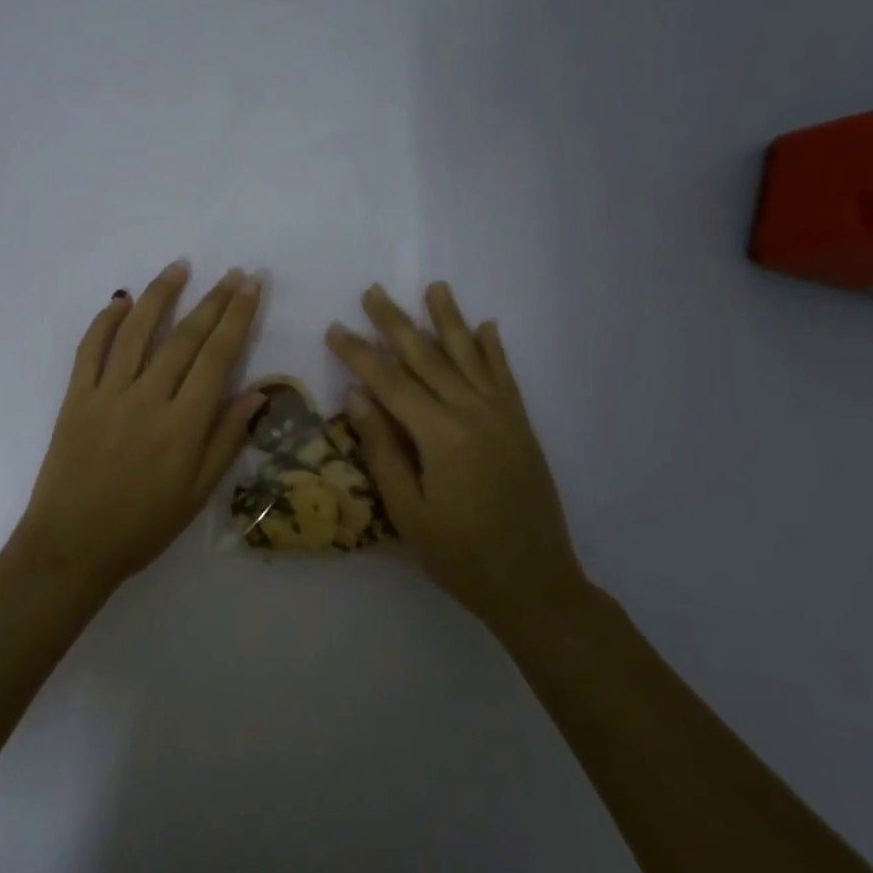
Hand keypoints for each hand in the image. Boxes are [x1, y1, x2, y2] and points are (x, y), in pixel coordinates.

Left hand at [15, 260, 265, 592]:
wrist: (71, 546)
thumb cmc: (142, 526)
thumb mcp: (197, 492)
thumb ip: (227, 439)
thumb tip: (258, 391)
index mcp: (184, 425)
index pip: (218, 357)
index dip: (238, 317)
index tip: (251, 286)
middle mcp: (148, 399)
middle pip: (185, 337)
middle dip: (213, 300)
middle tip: (232, 272)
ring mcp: (107, 394)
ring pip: (137, 331)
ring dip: (160, 295)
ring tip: (180, 267)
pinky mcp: (76, 397)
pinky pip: (90, 349)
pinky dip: (105, 321)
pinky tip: (122, 300)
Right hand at [327, 282, 584, 621]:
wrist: (536, 583)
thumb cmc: (460, 555)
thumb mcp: (407, 511)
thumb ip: (382, 449)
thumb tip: (356, 395)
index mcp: (441, 435)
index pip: (390, 382)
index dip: (359, 353)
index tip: (336, 328)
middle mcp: (474, 413)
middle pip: (428, 357)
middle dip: (396, 323)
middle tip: (373, 292)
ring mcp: (503, 417)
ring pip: (470, 356)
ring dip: (449, 320)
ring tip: (435, 288)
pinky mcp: (522, 426)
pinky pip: (506, 376)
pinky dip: (494, 349)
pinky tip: (486, 327)